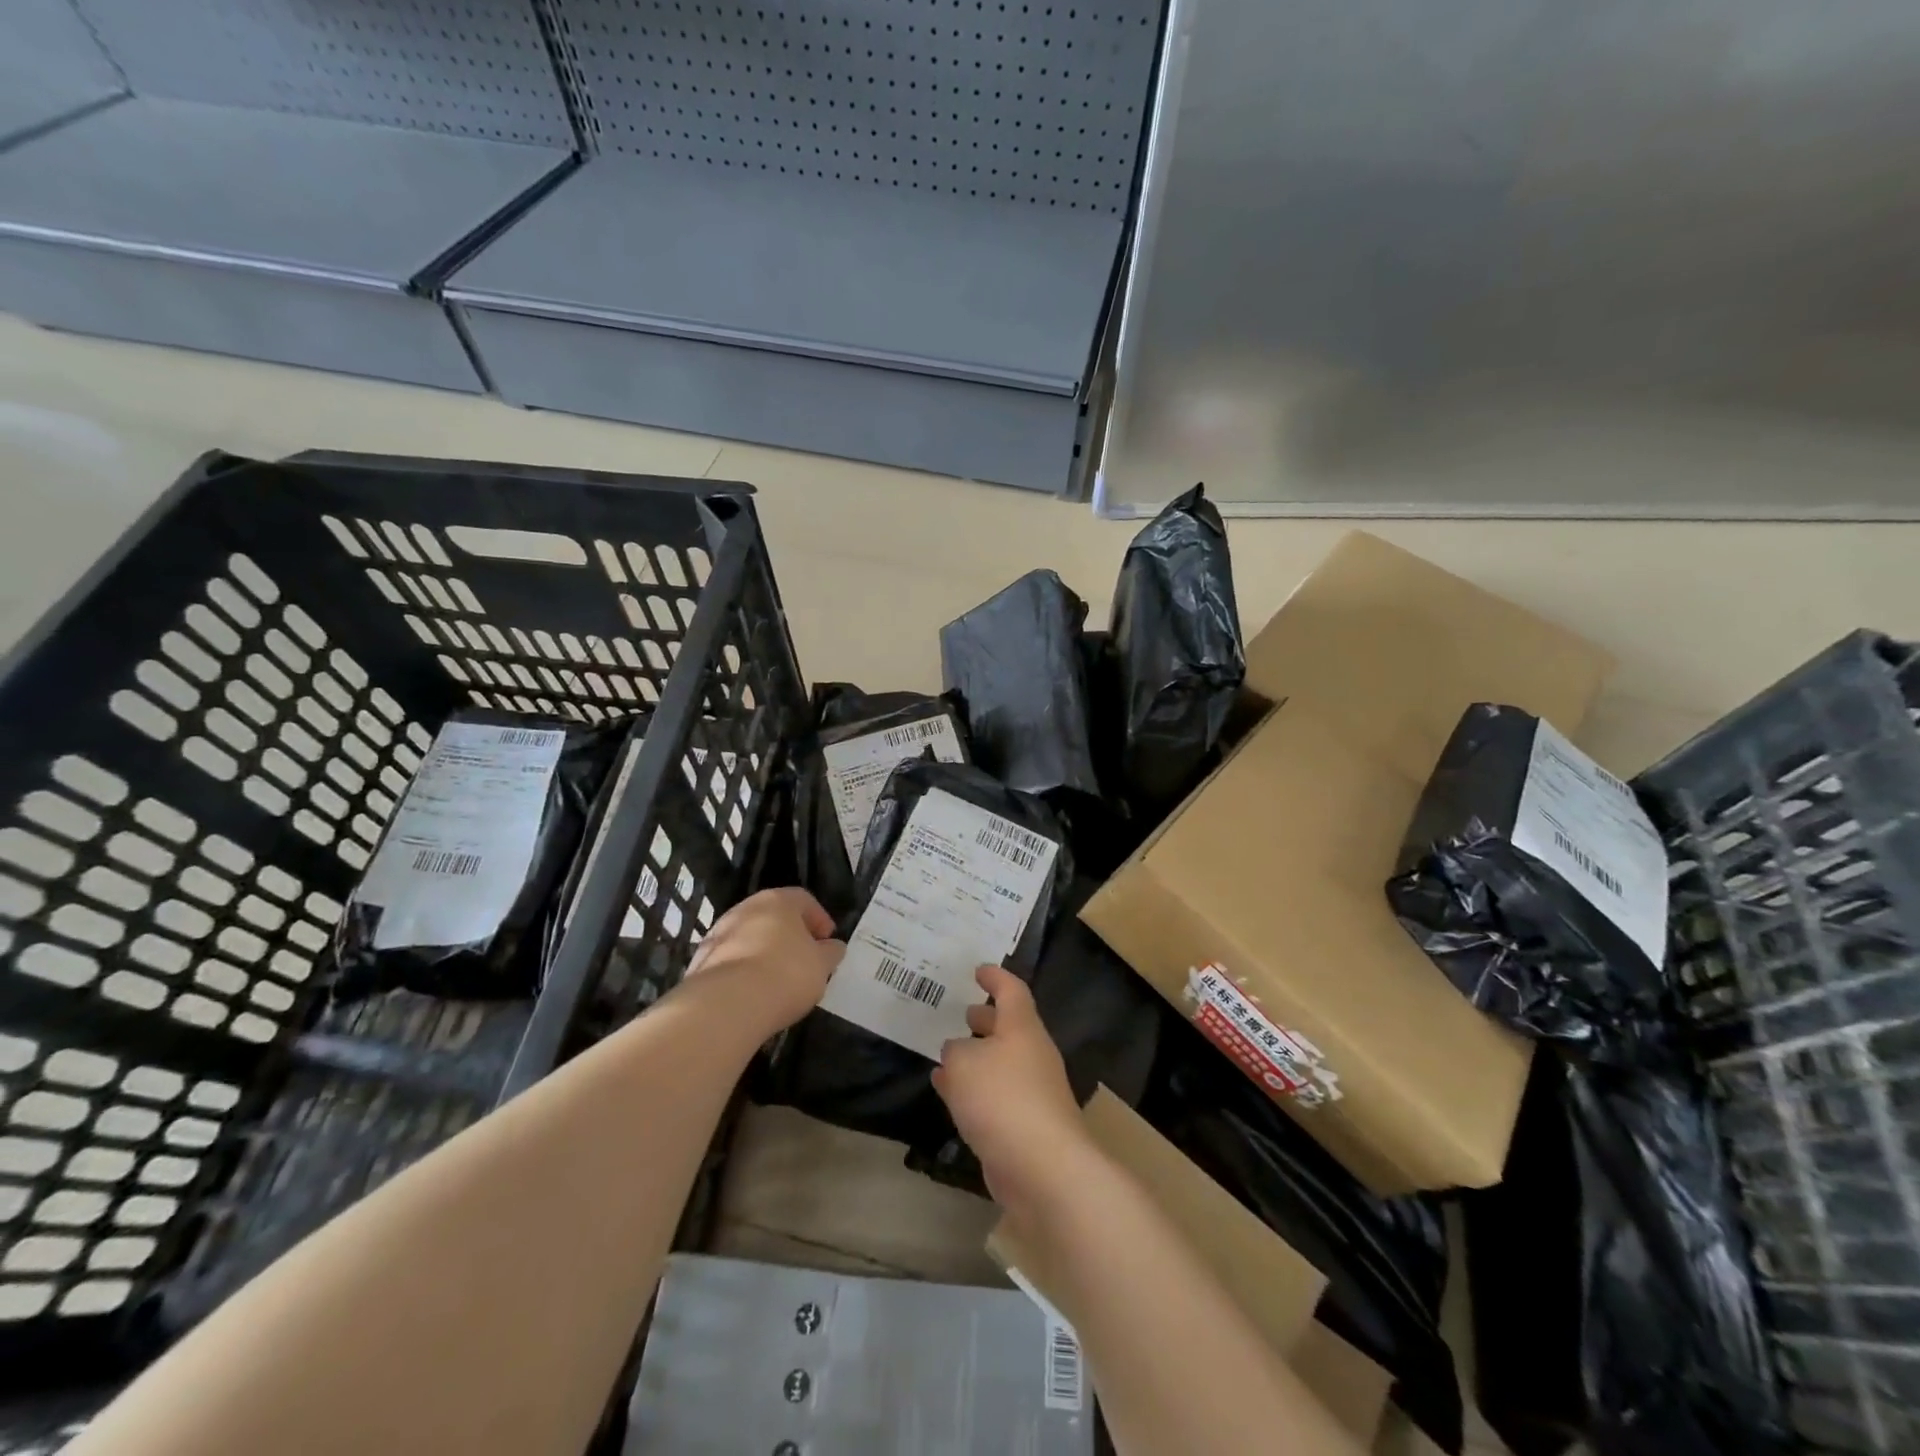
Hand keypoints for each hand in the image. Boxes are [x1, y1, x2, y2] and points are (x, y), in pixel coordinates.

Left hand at [683, 887, 843, 1033]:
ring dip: (764, 952)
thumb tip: (833, 947)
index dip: (819, 919)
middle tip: (804, 960)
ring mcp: (718, 933)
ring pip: (749, 937)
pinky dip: (744, 971)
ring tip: (778, 980)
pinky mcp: (700, 961)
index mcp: (778, 900)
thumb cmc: (786, 973)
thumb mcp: (821, 965)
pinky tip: (753, 993)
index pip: (804, 899)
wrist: (727, 1004)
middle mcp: (745, 908)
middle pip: (773, 916)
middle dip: (790, 936)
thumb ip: (830, 953)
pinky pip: (731, 961)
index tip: (828, 942)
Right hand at [932, 965, 1094, 1215]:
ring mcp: (1033, 1091)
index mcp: (1022, 1028)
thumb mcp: (963, 1063)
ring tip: (946, 1055)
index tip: (978, 971)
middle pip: (1009, 1027)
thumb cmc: (1002, 1098)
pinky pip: (997, 1095)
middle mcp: (1032, 1054)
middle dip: (985, 1020)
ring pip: (1001, 1063)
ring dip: (976, 1058)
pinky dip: (974, 1090)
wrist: (1043, 1168)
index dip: (995, 977)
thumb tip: (958, 1053)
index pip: (1011, 991)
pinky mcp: (1026, 1125)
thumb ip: (955, 1052)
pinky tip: (950, 1096)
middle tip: (962, 1013)